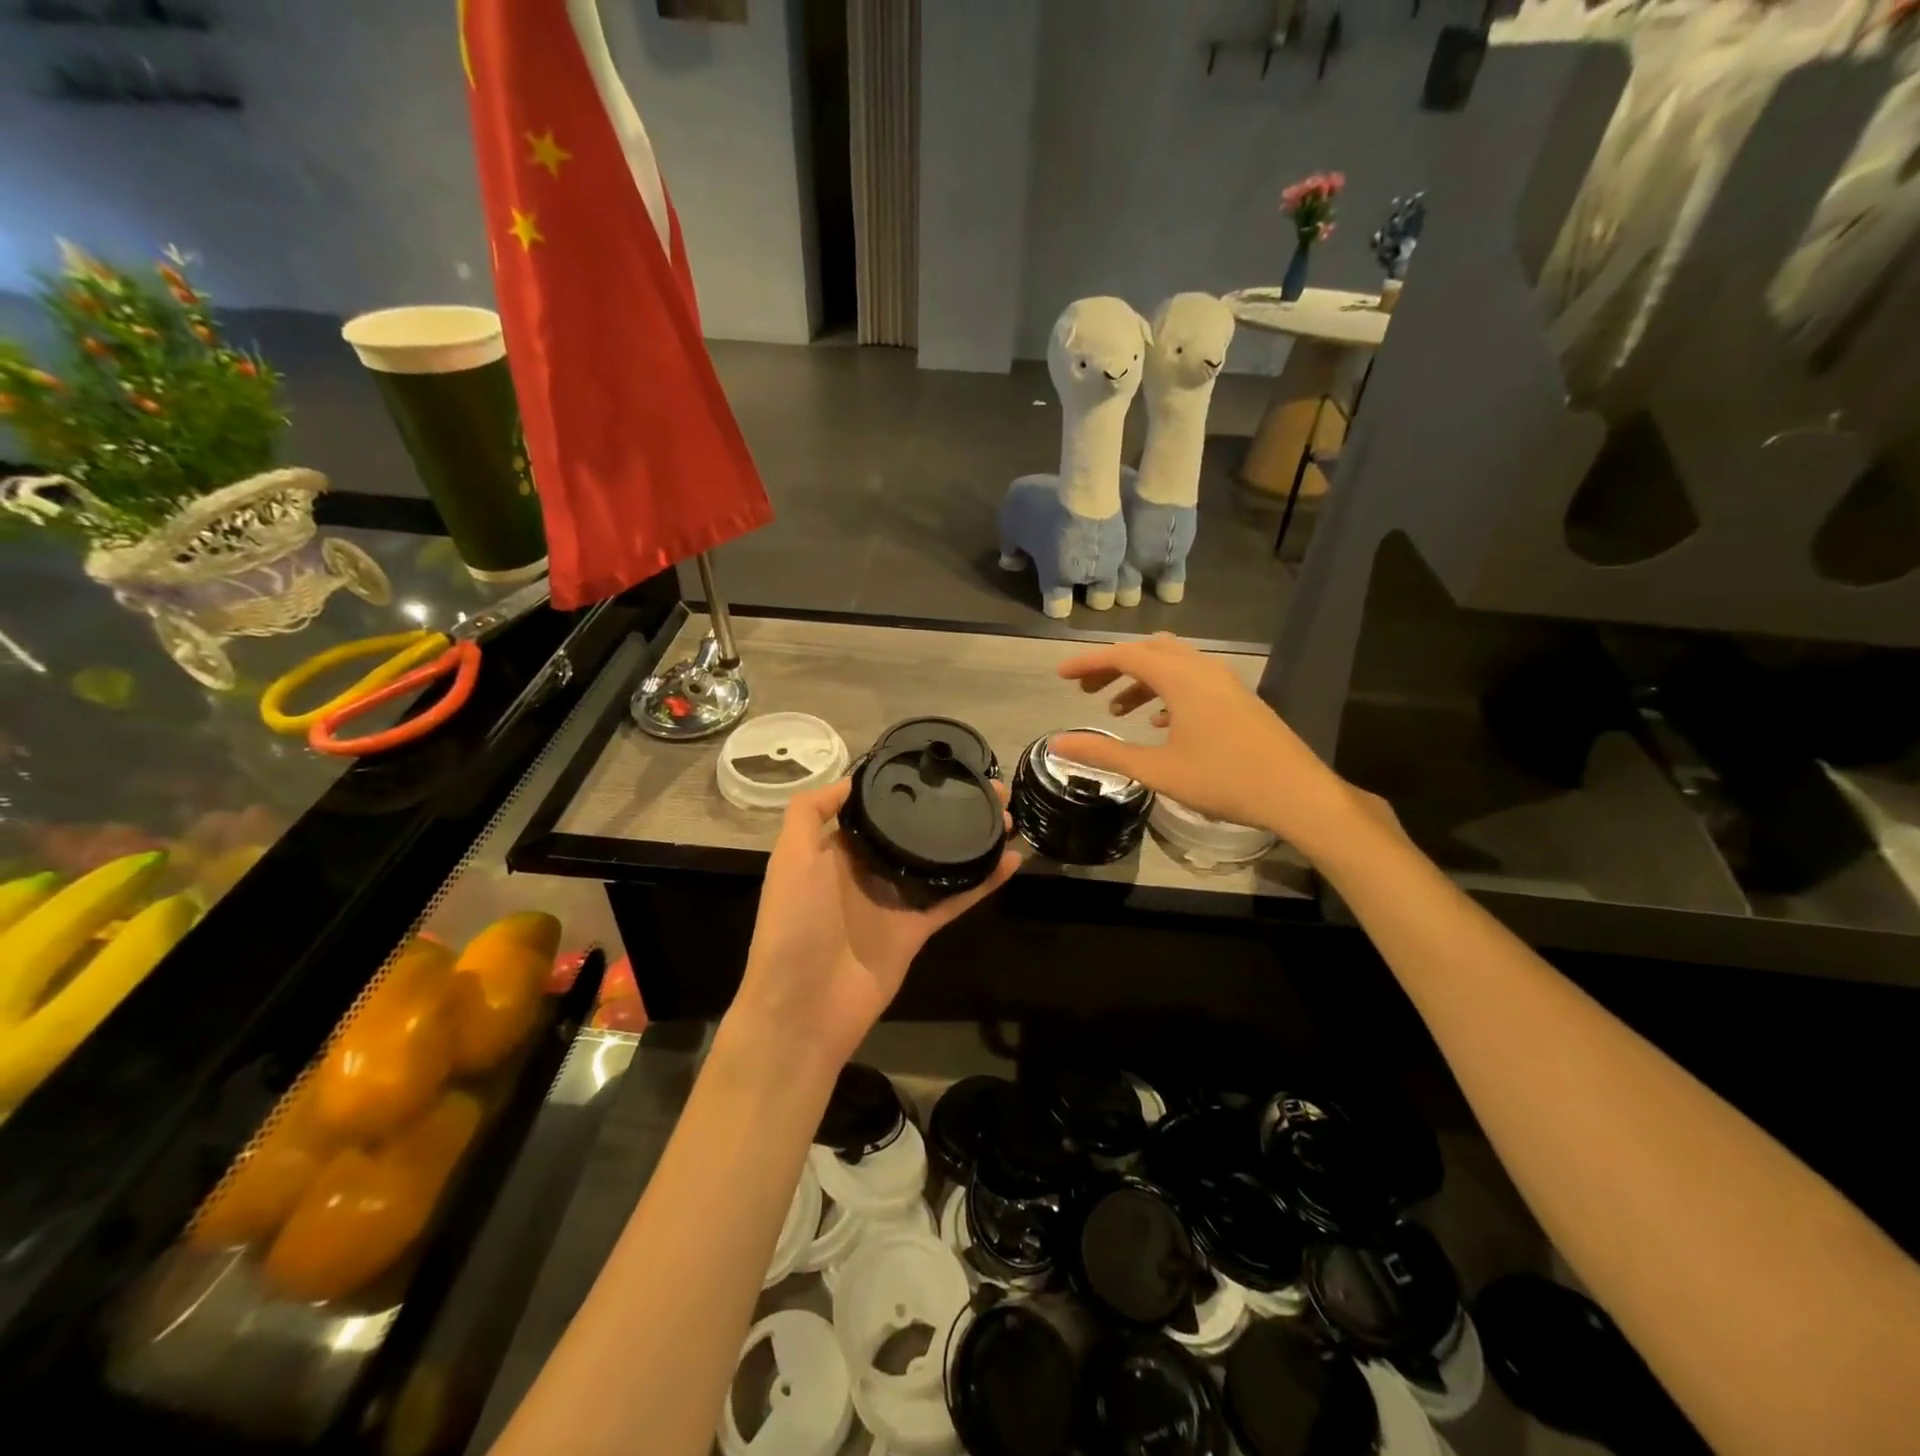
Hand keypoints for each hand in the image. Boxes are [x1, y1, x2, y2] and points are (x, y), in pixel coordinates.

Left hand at [728, 778, 1021, 1066]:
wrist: (803, 1008)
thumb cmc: (794, 924)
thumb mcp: (790, 857)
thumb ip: (809, 812)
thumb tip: (850, 779)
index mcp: (834, 851)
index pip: (874, 809)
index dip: (903, 787)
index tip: (937, 766)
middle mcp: (866, 871)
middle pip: (913, 832)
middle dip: (946, 808)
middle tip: (987, 788)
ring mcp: (894, 902)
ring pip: (939, 862)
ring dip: (971, 839)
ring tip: (1007, 815)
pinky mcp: (917, 930)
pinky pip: (954, 899)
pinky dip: (983, 882)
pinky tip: (1011, 860)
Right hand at [1053, 634, 1385, 861]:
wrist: (1296, 793)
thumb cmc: (1223, 779)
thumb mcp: (1156, 770)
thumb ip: (1104, 753)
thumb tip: (1058, 744)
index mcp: (1180, 678)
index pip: (1123, 655)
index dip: (1088, 662)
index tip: (1060, 675)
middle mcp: (1202, 669)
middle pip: (1148, 651)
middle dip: (1113, 666)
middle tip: (1085, 690)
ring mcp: (1224, 682)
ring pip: (1172, 665)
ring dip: (1140, 680)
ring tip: (1116, 710)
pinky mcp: (1237, 698)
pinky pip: (1192, 680)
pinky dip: (1166, 691)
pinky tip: (1160, 722)